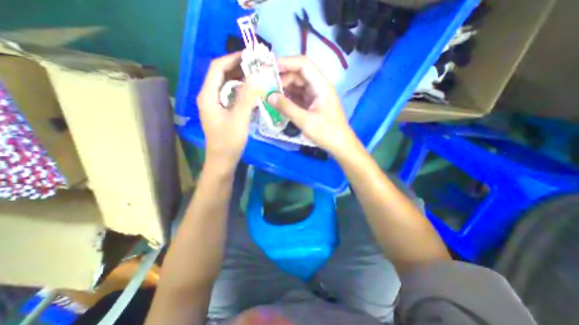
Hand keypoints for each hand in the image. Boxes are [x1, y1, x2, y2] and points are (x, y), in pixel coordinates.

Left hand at [199, 50, 262, 170]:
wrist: (223, 161)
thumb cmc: (229, 142)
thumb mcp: (239, 118)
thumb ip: (247, 97)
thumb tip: (257, 76)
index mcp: (208, 95)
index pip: (217, 67)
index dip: (232, 58)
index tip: (250, 56)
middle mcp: (210, 97)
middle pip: (223, 75)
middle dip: (239, 69)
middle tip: (257, 67)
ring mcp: (217, 105)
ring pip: (229, 86)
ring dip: (242, 81)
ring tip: (258, 77)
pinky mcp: (224, 112)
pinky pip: (233, 97)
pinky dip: (243, 92)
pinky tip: (254, 94)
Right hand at [269, 56, 360, 154]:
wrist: (340, 145)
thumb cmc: (326, 133)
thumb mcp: (305, 121)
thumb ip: (287, 108)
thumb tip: (269, 96)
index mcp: (321, 86)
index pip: (303, 64)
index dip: (286, 62)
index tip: (269, 68)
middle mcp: (319, 87)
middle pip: (299, 75)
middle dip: (283, 78)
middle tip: (267, 86)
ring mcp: (316, 96)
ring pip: (298, 86)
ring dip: (285, 89)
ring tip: (271, 95)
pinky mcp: (313, 104)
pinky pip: (299, 97)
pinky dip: (289, 98)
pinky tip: (280, 103)